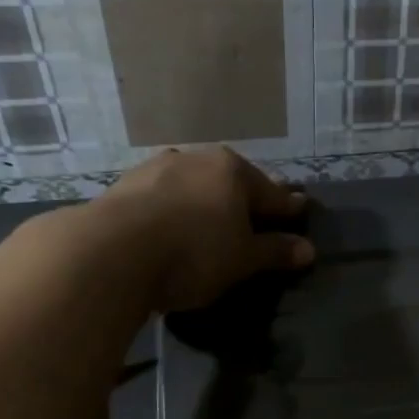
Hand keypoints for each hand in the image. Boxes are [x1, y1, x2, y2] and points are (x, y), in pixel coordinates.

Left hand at [94, 147, 313, 313]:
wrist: (110, 253)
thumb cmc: (194, 253)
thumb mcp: (243, 259)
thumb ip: (275, 252)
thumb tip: (308, 249)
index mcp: (233, 170)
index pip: (271, 192)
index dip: (288, 207)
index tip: (299, 210)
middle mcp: (196, 159)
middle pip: (231, 182)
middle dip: (244, 200)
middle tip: (255, 218)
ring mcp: (155, 168)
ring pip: (194, 186)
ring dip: (205, 202)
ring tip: (210, 223)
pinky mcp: (123, 186)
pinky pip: (163, 197)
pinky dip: (175, 209)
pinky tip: (172, 226)